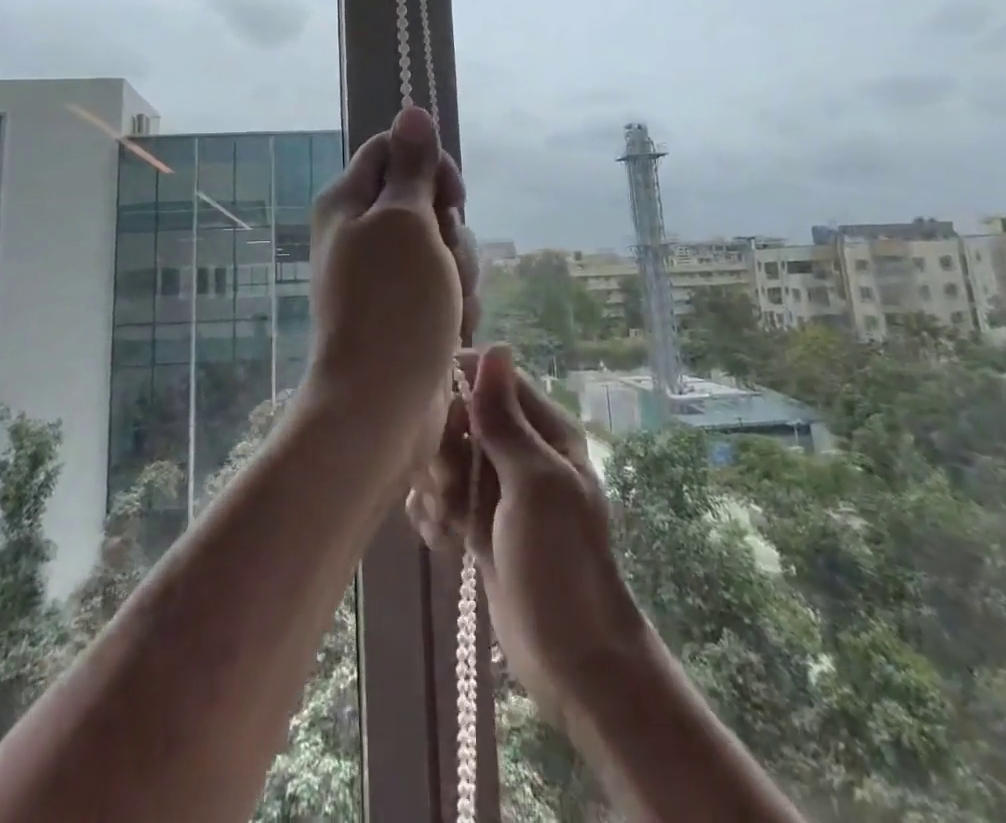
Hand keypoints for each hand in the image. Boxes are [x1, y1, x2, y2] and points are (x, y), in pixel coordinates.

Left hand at [306, 106, 475, 469]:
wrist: (382, 404)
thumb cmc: (393, 302)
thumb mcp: (405, 220)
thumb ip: (412, 166)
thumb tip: (411, 109)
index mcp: (348, 201)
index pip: (393, 150)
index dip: (429, 165)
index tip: (450, 196)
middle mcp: (361, 232)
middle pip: (426, 199)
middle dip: (451, 229)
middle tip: (444, 257)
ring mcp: (385, 274)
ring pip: (444, 245)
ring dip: (459, 271)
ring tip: (449, 304)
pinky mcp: (407, 309)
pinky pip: (445, 285)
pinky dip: (456, 302)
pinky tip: (452, 329)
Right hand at [407, 346, 646, 722]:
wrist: (572, 659)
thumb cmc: (560, 562)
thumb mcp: (534, 482)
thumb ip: (504, 417)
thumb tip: (495, 346)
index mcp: (543, 430)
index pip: (491, 379)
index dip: (458, 389)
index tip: (438, 416)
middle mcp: (519, 451)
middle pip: (458, 418)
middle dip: (443, 450)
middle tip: (451, 486)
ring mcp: (497, 489)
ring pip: (444, 460)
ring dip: (435, 488)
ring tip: (450, 521)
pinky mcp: (477, 523)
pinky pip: (440, 499)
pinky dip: (434, 516)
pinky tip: (443, 541)